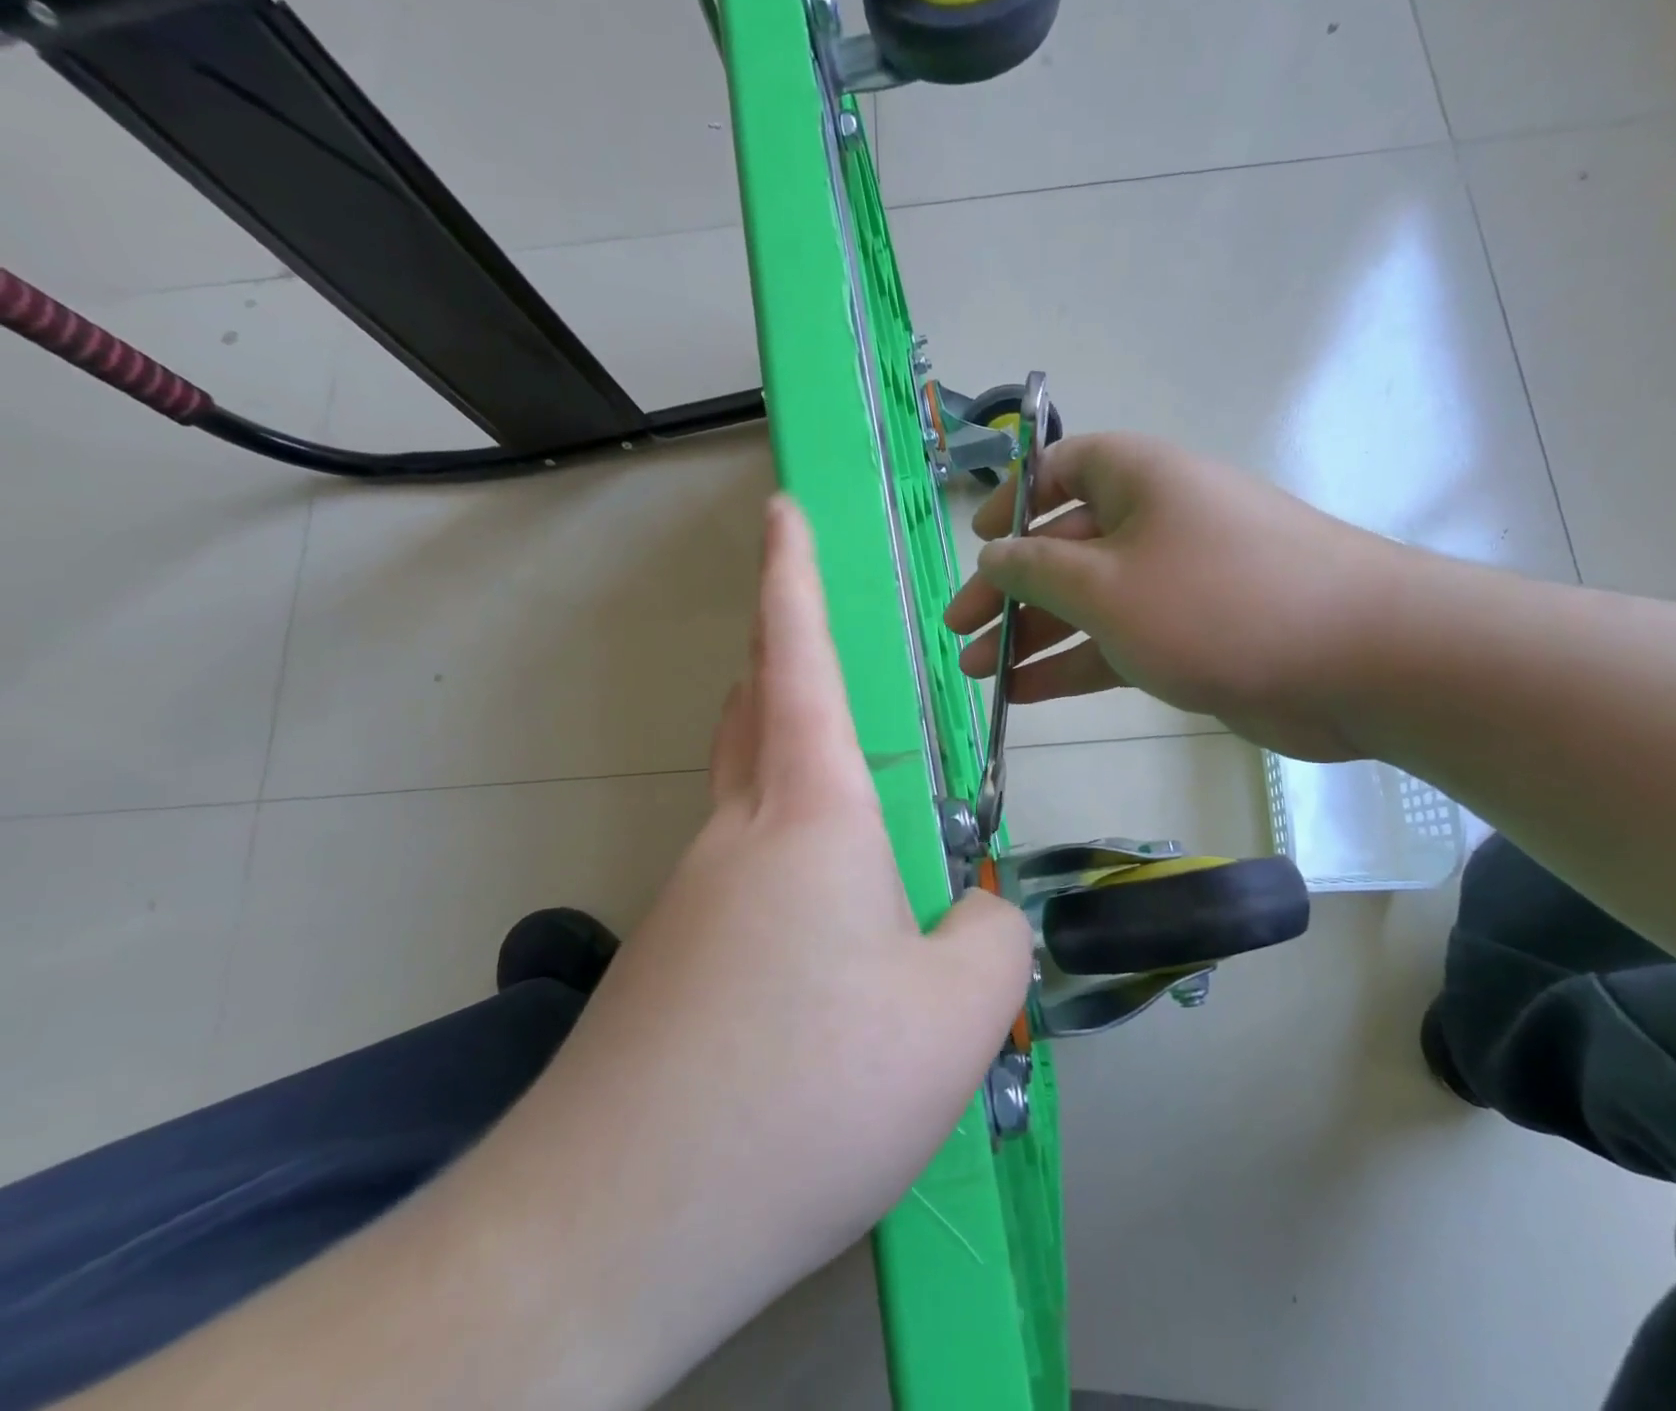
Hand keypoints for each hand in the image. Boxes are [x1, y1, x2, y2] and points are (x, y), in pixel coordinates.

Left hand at [465, 496, 1033, 1401]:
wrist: (622, 1224)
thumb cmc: (810, 1087)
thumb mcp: (958, 1011)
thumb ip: (993, 936)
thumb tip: (979, 911)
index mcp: (811, 813)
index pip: (800, 659)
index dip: (792, 575)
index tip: (781, 511)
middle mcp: (739, 835)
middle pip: (757, 712)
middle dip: (785, 661)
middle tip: (831, 657)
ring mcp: (692, 900)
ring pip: (752, 799)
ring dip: (800, 779)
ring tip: (873, 829)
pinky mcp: (673, 966)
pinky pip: (747, 882)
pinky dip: (797, 875)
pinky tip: (833, 952)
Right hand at [944, 432, 1414, 761]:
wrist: (1356, 661)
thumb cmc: (1216, 603)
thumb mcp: (1105, 584)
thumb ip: (1038, 569)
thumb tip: (993, 553)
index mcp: (1137, 479)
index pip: (1060, 471)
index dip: (1013, 503)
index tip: (977, 543)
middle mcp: (1155, 521)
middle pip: (1063, 548)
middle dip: (1007, 592)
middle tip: (959, 633)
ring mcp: (1174, 583)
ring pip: (1086, 603)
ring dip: (1032, 637)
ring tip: (978, 676)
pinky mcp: (1191, 635)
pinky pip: (1116, 642)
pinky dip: (1073, 665)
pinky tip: (1025, 695)